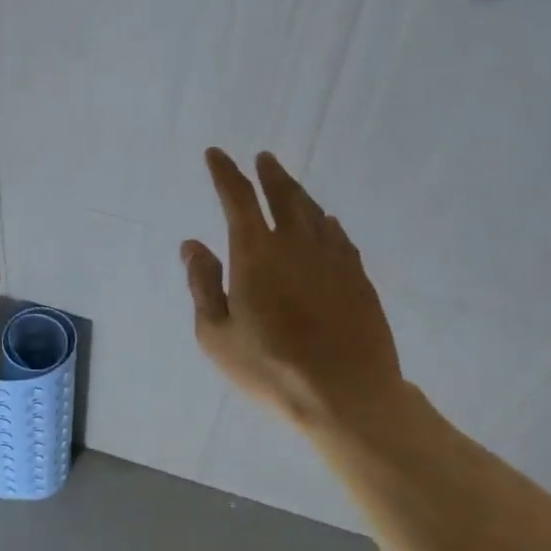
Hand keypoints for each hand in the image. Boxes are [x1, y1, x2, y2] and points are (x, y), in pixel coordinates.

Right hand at [181, 149, 409, 433]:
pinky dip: (326, 223)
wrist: (347, 396)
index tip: (216, 155)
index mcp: (256, 253)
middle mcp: (295, 244)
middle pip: (283, 195)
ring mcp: (332, 259)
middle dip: (269, 174)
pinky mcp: (358, 278)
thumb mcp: (216, 335)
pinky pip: (339, 236)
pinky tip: (326, 223)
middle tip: (263, 158)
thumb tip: (192, 244)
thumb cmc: (270, 369)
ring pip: (314, 212)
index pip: (237, 198)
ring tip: (288, 184)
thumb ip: (203, 284)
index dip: (225, 173)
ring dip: (297, 193)